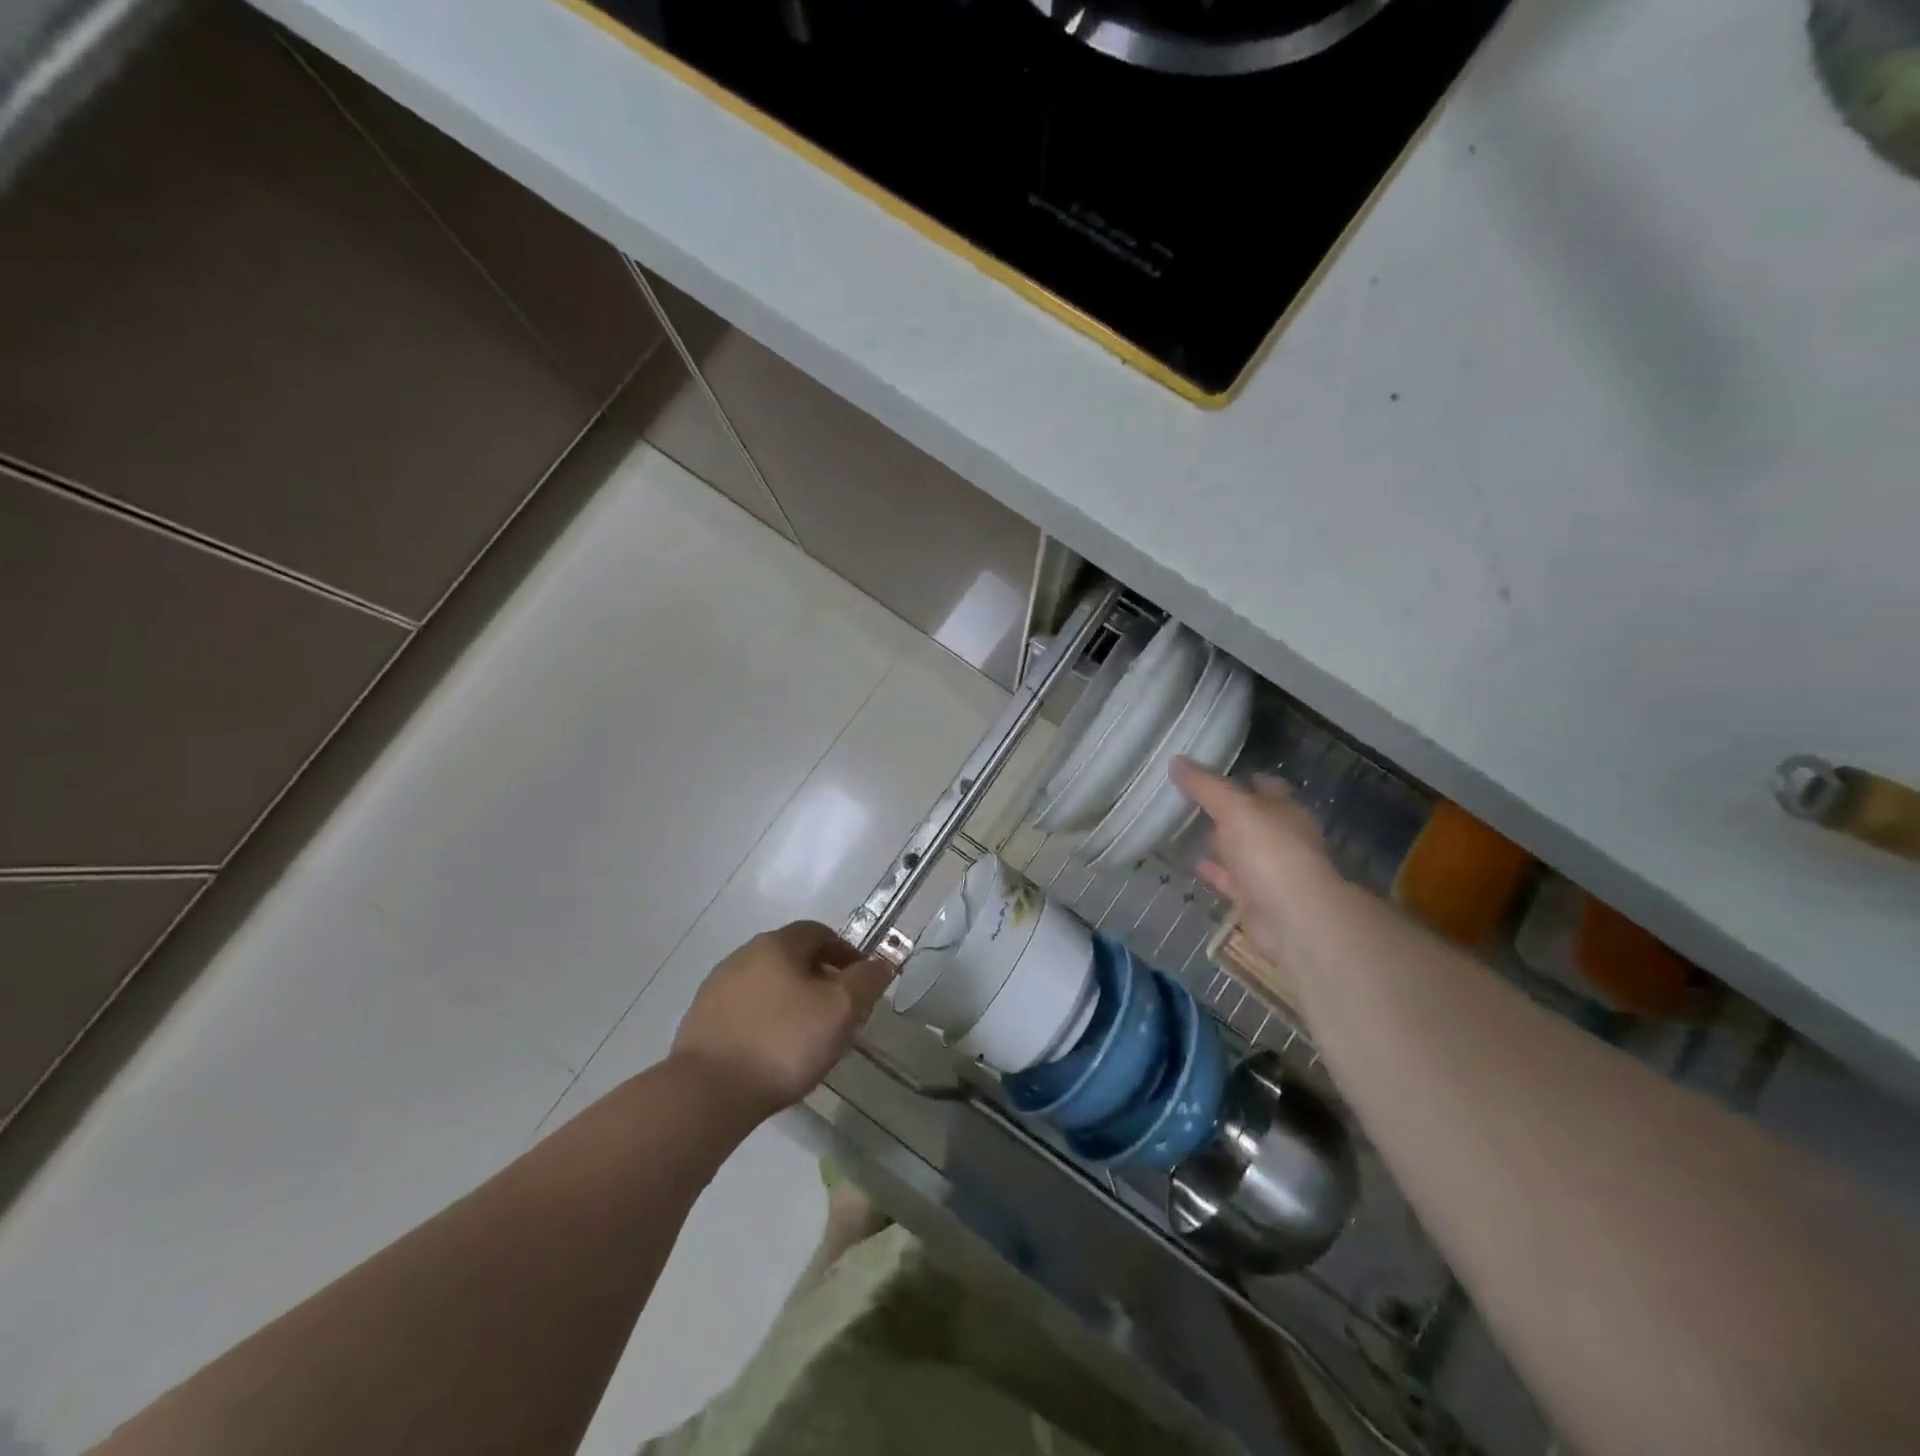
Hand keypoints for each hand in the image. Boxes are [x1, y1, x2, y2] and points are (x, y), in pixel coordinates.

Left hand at [672, 921, 891, 1118]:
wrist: (707, 1093)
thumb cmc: (783, 1042)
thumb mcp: (840, 1009)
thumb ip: (866, 981)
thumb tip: (880, 963)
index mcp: (777, 944)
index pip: (820, 933)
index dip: (846, 954)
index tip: (861, 984)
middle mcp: (743, 955)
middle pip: (792, 958)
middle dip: (820, 980)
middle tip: (839, 1014)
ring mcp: (716, 988)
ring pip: (768, 986)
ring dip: (791, 1002)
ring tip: (808, 1039)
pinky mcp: (701, 1022)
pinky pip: (746, 1012)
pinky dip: (766, 1023)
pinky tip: (773, 1054)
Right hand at [1171, 757, 1343, 969]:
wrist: (1292, 918)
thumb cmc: (1269, 851)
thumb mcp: (1233, 808)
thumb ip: (1204, 785)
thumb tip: (1175, 760)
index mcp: (1285, 810)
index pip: (1264, 786)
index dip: (1241, 777)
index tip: (1210, 771)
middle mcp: (1281, 838)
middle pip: (1252, 819)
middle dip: (1226, 811)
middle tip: (1190, 799)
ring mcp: (1271, 871)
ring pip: (1241, 850)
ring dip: (1220, 843)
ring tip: (1185, 829)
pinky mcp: (1256, 899)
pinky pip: (1231, 879)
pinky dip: (1215, 871)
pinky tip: (1193, 864)